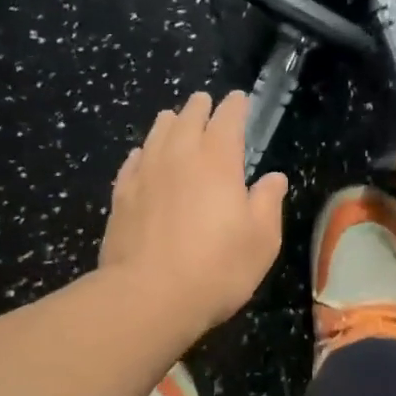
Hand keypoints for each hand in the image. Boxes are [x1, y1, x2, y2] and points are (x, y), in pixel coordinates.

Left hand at [100, 89, 288, 332]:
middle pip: (188, 118)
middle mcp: (179, 156)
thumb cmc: (217, 268)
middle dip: (200, 107)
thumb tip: (274, 178)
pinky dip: (143, 152)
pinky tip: (142, 155)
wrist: (149, 295)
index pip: (227, 119)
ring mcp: (145, 174)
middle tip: (205, 103)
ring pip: (156, 134)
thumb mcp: (262, 240)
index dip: (235, 106)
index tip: (239, 100)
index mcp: (218, 161)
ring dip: (169, 123)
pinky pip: (133, 162)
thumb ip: (268, 203)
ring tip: (174, 119)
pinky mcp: (121, 196)